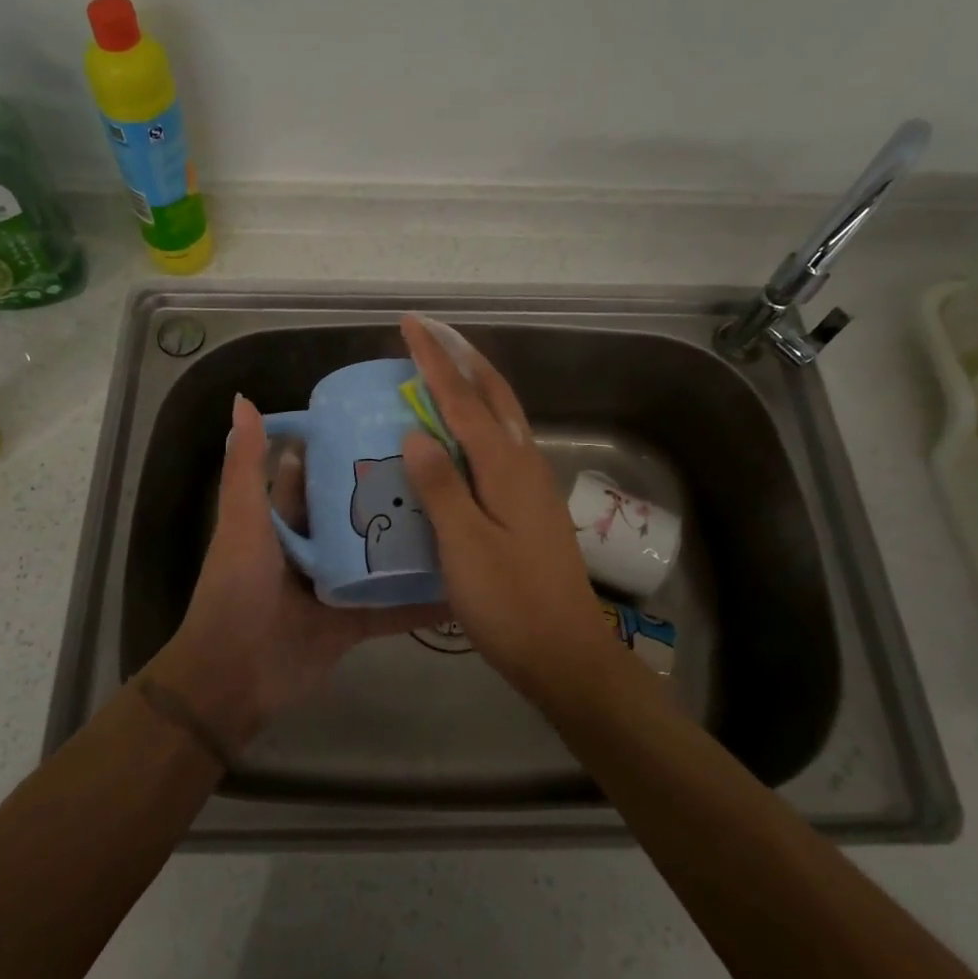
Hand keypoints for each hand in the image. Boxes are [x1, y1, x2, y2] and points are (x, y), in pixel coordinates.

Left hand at [148, 393, 441, 755]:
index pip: (315, 473)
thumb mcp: (242, 523)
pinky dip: (421, 601)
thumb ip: (245, 466)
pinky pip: (393, 608)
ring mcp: (336, 586)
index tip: (388, 422)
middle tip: (442, 463)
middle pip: (355, 512)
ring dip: (411, 542)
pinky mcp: (354, 622)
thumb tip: (243, 399)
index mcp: (284, 520)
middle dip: (388, 491)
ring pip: (379, 556)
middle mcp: (314, 547)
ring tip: (462, 513)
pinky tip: (461, 586)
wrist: (234, 679)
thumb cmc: (237, 591)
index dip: (342, 447)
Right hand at [397, 314, 627, 704]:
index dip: (435, 360)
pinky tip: (462, 434)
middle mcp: (524, 463)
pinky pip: (501, 443)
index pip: (463, 399)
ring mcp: (533, 484)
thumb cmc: (509, 602)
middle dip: (463, 358)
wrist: (566, 654)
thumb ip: (440, 485)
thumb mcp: (464, 545)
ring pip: (503, 416)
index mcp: (506, 467)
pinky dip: (479, 420)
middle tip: (431, 333)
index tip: (411, 324)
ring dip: (475, 384)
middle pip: (495, 394)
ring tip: (443, 369)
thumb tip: (415, 432)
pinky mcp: (531, 505)